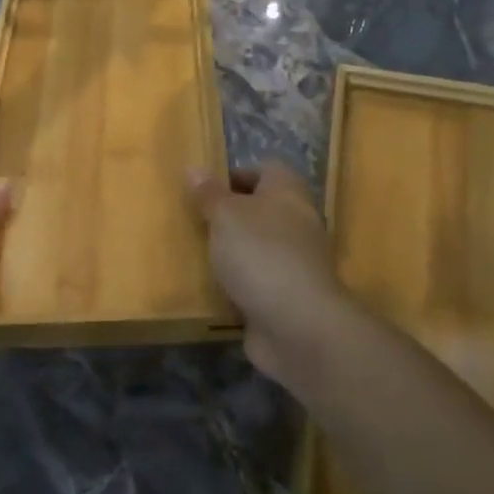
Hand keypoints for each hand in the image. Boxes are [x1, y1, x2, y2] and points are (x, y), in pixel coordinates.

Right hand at [186, 161, 347, 386]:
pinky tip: (213, 290)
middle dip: (229, 216)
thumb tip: (195, 168)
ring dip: (233, 252)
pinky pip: (258, 281)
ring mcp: (295, 262)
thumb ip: (209, 194)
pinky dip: (239, 284)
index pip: (266, 169)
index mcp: (288, 192)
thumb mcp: (225, 216)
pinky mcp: (288, 296)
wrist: (298, 325)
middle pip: (261, 209)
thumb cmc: (260, 254)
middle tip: (195, 222)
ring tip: (197, 255)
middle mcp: (297, 222)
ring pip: (258, 247)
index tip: (205, 189)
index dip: (236, 174)